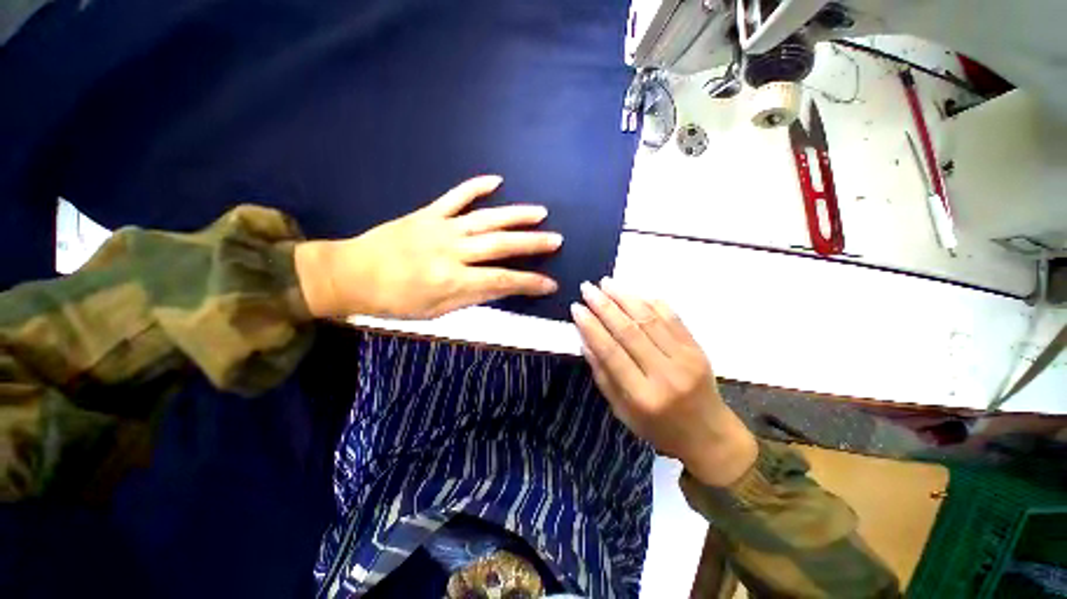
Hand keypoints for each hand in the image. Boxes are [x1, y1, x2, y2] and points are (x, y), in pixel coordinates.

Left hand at [295, 175, 561, 318]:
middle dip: (532, 243)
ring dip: (515, 215)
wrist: (351, 274)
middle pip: (500, 245)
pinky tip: (496, 180)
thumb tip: (505, 286)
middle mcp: (451, 251)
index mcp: (452, 280)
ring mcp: (440, 228)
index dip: (530, 282)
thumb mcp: (437, 311)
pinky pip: (456, 196)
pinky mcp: (428, 213)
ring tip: (540, 212)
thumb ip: (473, 297)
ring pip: (486, 218)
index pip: (502, 280)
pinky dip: (476, 187)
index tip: (551, 284)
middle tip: (557, 239)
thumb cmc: (395, 301)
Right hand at [571, 278, 757, 487]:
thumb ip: (603, 375)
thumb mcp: (622, 411)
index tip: (576, 307)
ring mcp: (685, 358)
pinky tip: (635, 293)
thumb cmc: (658, 428)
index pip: (611, 352)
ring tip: (606, 283)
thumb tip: (585, 341)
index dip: (591, 327)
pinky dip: (652, 302)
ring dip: (626, 297)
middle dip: (604, 306)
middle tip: (587, 288)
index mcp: (642, 396)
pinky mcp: (698, 348)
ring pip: (650, 319)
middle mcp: (665, 374)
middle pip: (629, 331)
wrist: (709, 435)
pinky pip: (673, 318)